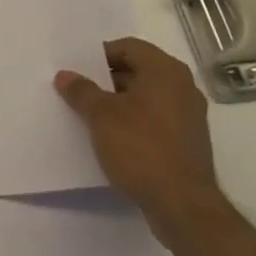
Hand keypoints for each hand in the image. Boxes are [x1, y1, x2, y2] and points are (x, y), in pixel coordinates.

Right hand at [54, 37, 225, 245]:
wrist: (184, 208)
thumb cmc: (142, 149)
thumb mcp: (101, 116)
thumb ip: (81, 91)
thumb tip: (65, 75)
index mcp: (165, 70)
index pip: (128, 47)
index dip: (100, 56)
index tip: (78, 71)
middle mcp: (183, 86)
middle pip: (138, 71)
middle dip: (108, 80)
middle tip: (81, 91)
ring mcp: (189, 116)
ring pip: (147, 97)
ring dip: (120, 103)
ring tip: (92, 116)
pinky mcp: (189, 143)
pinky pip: (156, 120)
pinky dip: (135, 123)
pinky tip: (114, 139)